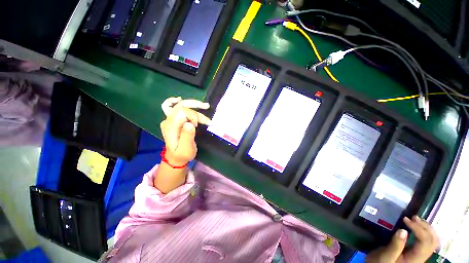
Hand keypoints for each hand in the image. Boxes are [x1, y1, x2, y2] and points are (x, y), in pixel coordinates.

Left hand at [160, 97, 210, 165]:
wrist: (175, 158)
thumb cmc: (182, 154)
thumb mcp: (186, 148)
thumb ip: (187, 136)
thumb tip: (190, 123)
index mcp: (171, 127)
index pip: (183, 112)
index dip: (193, 116)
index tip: (198, 126)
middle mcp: (168, 120)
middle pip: (181, 106)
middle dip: (195, 107)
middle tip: (207, 107)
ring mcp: (168, 119)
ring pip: (179, 105)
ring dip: (193, 104)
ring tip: (205, 106)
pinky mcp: (172, 120)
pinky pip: (170, 107)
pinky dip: (175, 102)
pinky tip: (179, 99)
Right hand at [367, 215, 439, 262]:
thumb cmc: (381, 262)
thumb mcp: (386, 256)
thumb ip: (395, 245)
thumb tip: (403, 230)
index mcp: (415, 258)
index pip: (425, 241)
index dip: (418, 228)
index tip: (405, 219)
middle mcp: (422, 257)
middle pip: (433, 241)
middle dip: (425, 227)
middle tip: (413, 217)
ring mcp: (421, 255)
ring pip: (433, 240)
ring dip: (426, 228)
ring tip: (415, 219)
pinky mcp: (417, 252)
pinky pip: (427, 241)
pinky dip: (425, 231)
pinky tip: (417, 226)